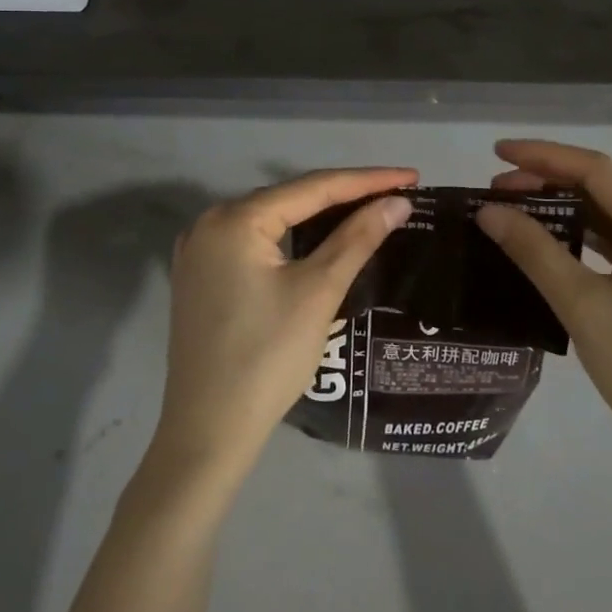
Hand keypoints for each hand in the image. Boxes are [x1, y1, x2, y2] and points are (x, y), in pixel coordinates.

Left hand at [150, 168, 416, 481]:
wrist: (207, 434)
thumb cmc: (267, 358)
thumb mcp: (318, 292)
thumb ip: (358, 239)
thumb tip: (397, 203)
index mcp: (234, 219)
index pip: (313, 188)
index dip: (367, 180)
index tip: (411, 176)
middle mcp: (209, 223)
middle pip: (290, 199)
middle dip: (344, 195)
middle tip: (395, 194)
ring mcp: (199, 252)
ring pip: (273, 221)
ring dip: (318, 216)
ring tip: (367, 209)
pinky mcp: (201, 278)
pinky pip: (256, 243)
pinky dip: (292, 238)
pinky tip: (319, 240)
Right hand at [476, 141, 611, 470]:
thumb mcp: (583, 305)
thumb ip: (534, 251)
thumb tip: (489, 211)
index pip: (594, 169)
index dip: (542, 155)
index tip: (496, 151)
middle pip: (602, 189)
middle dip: (548, 182)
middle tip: (496, 191)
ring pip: (610, 218)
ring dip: (564, 210)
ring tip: (516, 213)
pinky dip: (582, 239)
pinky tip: (553, 247)